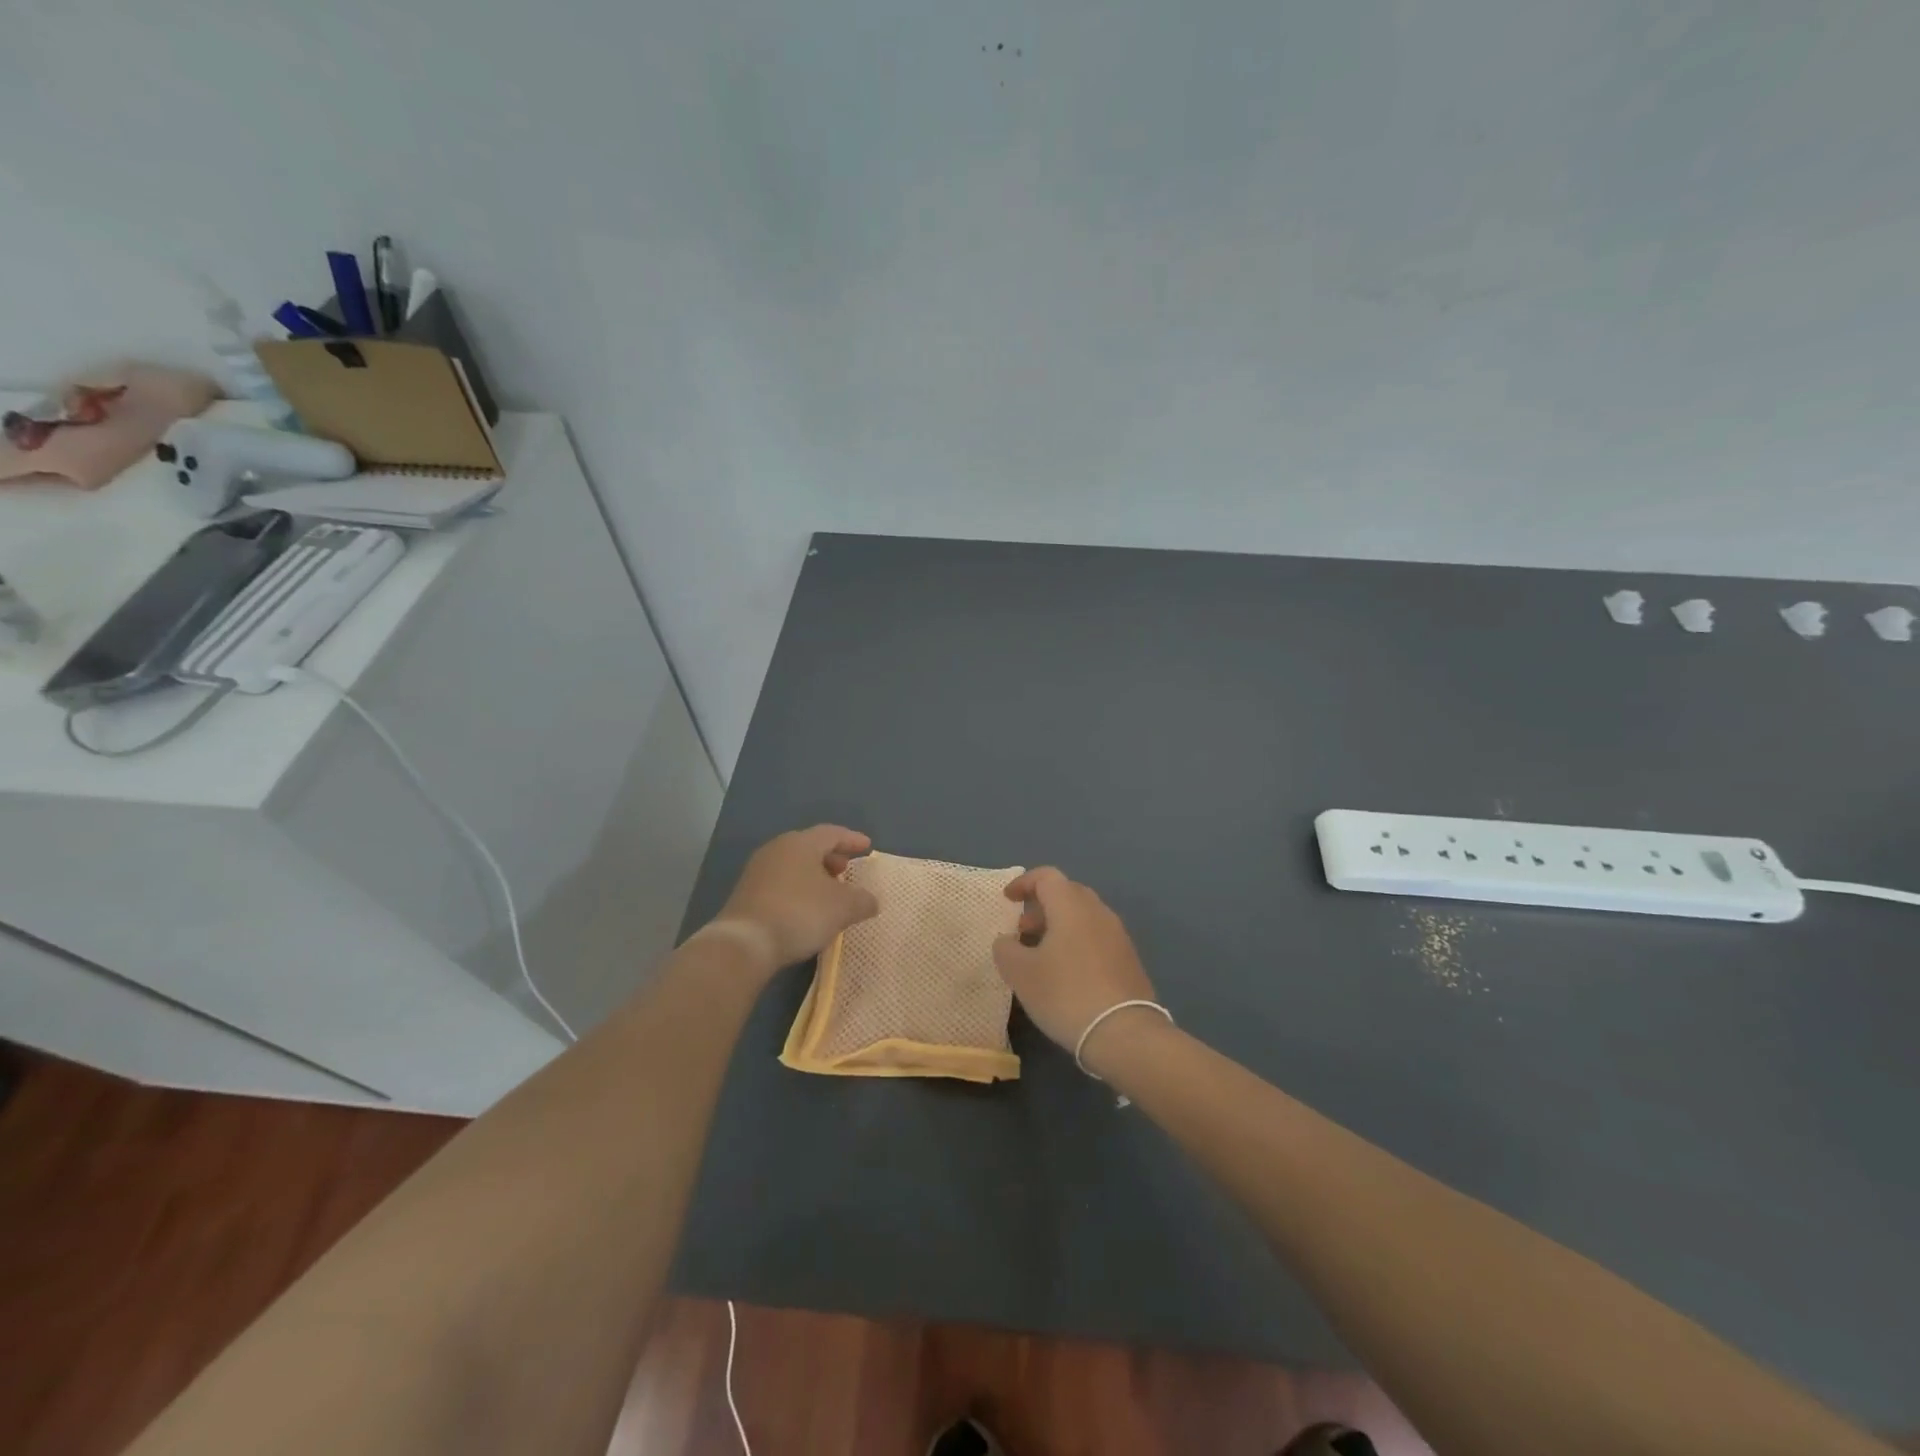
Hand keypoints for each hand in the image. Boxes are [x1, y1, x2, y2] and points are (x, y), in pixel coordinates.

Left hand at [715, 825, 878, 973]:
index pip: (832, 833)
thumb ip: (862, 900)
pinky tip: (806, 909)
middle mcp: (777, 849)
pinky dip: (798, 889)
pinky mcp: (746, 894)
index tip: (867, 847)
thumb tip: (871, 901)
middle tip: (845, 871)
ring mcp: (757, 871)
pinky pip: (780, 883)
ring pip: (793, 865)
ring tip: (828, 893)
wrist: (745, 943)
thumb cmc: (800, 913)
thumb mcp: (843, 908)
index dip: (852, 839)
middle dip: (831, 858)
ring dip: (814, 875)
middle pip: (810, 847)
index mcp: (801, 843)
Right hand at [993, 868, 1157, 1067]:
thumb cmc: (1065, 994)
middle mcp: (1098, 911)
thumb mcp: (1021, 973)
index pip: (1046, 876)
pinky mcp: (1128, 959)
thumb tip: (1007, 940)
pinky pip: (1096, 937)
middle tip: (1022, 929)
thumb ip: (1006, 949)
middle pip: (1067, 893)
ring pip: (1083, 916)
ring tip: (1041, 954)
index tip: (1007, 899)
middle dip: (1041, 905)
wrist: (1124, 1033)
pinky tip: (1066, 972)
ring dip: (1059, 925)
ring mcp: (1118, 935)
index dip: (1023, 883)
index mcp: (1071, 906)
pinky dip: (1076, 942)